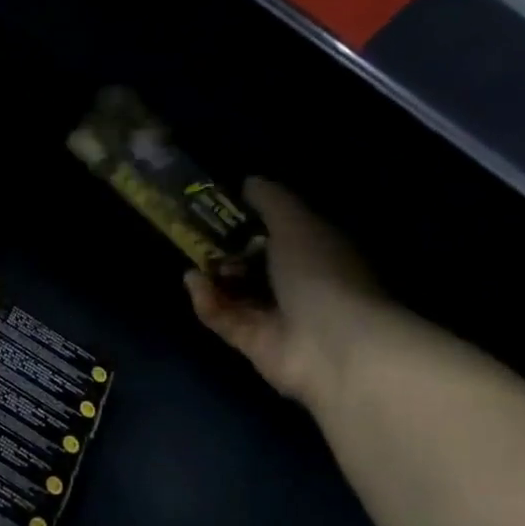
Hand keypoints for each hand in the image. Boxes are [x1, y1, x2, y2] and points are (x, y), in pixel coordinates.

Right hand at [186, 178, 385, 407]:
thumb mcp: (296, 224)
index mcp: (315, 252)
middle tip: (199, 239)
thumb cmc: (320, 273)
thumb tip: (249, 181)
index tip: (220, 211)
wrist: (330, 343)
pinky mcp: (252, 343)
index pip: (279, 235)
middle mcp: (296, 285)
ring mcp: (274, 317)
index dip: (250, 224)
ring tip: (194, 263)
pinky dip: (207, 301)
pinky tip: (194, 284)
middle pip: (252, 266)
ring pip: (234, 294)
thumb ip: (271, 202)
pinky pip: (223, 318)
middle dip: (225, 253)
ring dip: (213, 278)